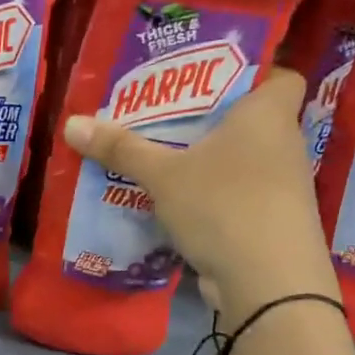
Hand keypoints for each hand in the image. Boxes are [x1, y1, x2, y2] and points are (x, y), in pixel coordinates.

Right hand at [62, 66, 337, 318]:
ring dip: (206, 161)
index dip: (251, 71)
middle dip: (209, 118)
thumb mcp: (163, 175)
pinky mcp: (270, 222)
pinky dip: (210, 195)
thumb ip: (121, 148)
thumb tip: (72, 123)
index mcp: (268, 115)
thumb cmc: (223, 205)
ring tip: (160, 156)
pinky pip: (236, 194)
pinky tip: (175, 201)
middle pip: (249, 119)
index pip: (279, 75)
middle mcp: (283, 145)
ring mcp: (281, 188)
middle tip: (162, 115)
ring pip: (240, 161)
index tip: (208, 77)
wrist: (268, 283)